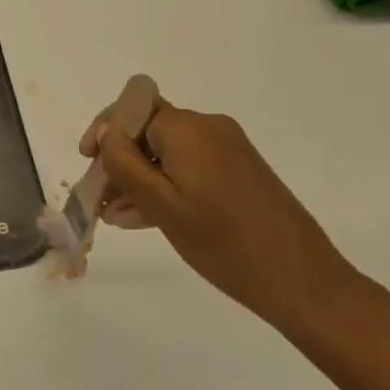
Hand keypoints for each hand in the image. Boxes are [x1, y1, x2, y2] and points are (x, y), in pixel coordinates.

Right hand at [92, 99, 359, 333]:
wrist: (302, 280)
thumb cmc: (224, 243)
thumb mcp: (163, 206)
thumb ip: (126, 165)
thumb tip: (106, 132)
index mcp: (186, 128)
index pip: (131, 109)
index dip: (105, 131)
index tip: (87, 162)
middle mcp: (207, 127)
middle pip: (149, 130)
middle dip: (120, 160)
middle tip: (99, 198)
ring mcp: (227, 149)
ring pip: (168, 153)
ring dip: (140, 178)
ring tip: (116, 217)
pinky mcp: (240, 171)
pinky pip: (190, 168)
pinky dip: (167, 186)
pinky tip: (144, 218)